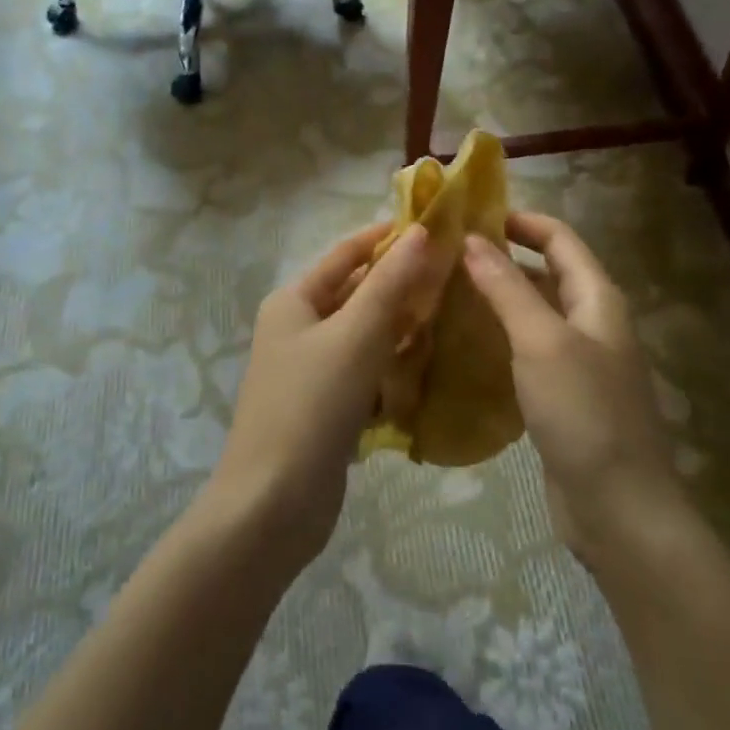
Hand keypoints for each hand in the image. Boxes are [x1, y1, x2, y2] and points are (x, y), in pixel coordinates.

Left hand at [204, 223, 441, 570]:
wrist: (274, 502)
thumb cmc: (313, 404)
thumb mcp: (356, 335)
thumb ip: (390, 284)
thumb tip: (418, 232)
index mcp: (294, 301)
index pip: (346, 254)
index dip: (388, 238)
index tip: (436, 227)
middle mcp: (297, 328)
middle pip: (356, 294)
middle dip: (401, 286)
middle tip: (455, 277)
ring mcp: (310, 371)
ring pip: (364, 336)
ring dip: (401, 328)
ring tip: (452, 318)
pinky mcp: (325, 407)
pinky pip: (364, 373)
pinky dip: (391, 369)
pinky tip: (426, 369)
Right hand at [462, 213, 681, 559]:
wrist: (618, 508)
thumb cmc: (584, 412)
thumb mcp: (542, 341)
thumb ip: (507, 288)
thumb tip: (473, 241)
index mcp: (598, 300)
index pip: (560, 239)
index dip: (521, 221)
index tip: (472, 215)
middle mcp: (592, 324)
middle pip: (547, 274)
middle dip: (503, 259)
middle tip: (448, 255)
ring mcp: (579, 364)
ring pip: (535, 315)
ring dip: (497, 300)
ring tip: (445, 292)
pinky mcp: (563, 398)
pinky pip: (527, 353)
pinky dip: (498, 340)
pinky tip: (462, 346)